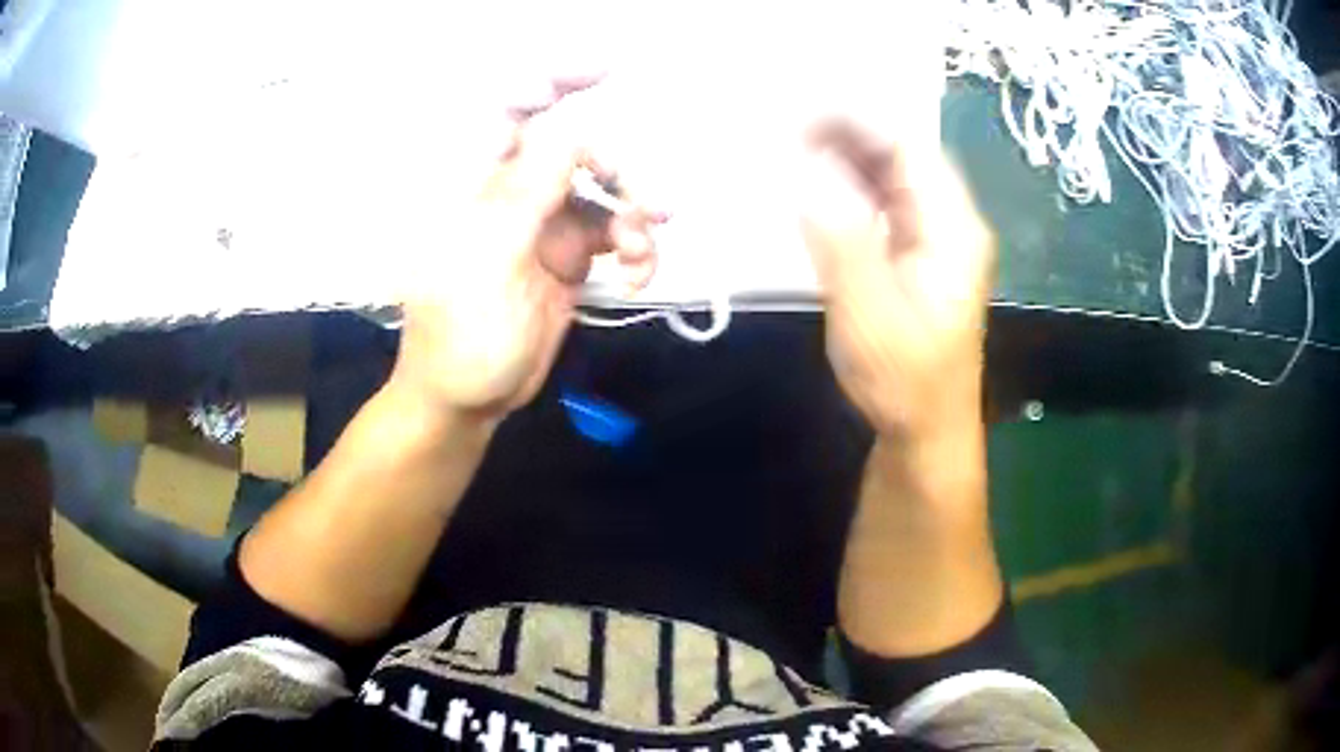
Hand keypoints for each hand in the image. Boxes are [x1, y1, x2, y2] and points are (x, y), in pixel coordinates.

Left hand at [390, 83, 658, 425]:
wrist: (469, 399)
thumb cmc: (461, 333)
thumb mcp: (490, 257)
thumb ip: (530, 189)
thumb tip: (575, 136)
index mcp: (478, 182)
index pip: (513, 110)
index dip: (555, 81)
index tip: (604, 69)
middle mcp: (512, 191)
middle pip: (577, 151)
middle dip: (619, 172)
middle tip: (649, 209)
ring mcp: (544, 224)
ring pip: (605, 194)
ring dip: (634, 219)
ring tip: (641, 257)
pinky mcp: (569, 257)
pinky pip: (614, 235)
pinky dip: (635, 252)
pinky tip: (636, 279)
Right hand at [799, 121, 994, 437]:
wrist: (927, 427)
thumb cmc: (904, 380)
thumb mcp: (869, 316)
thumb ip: (842, 242)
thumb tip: (808, 175)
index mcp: (953, 229)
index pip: (909, 149)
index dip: (857, 123)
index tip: (801, 115)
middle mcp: (950, 222)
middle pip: (902, 156)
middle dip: (848, 134)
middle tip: (787, 128)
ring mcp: (936, 237)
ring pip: (892, 176)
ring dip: (847, 157)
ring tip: (794, 146)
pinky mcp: (918, 253)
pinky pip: (885, 202)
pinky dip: (851, 186)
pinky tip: (819, 185)